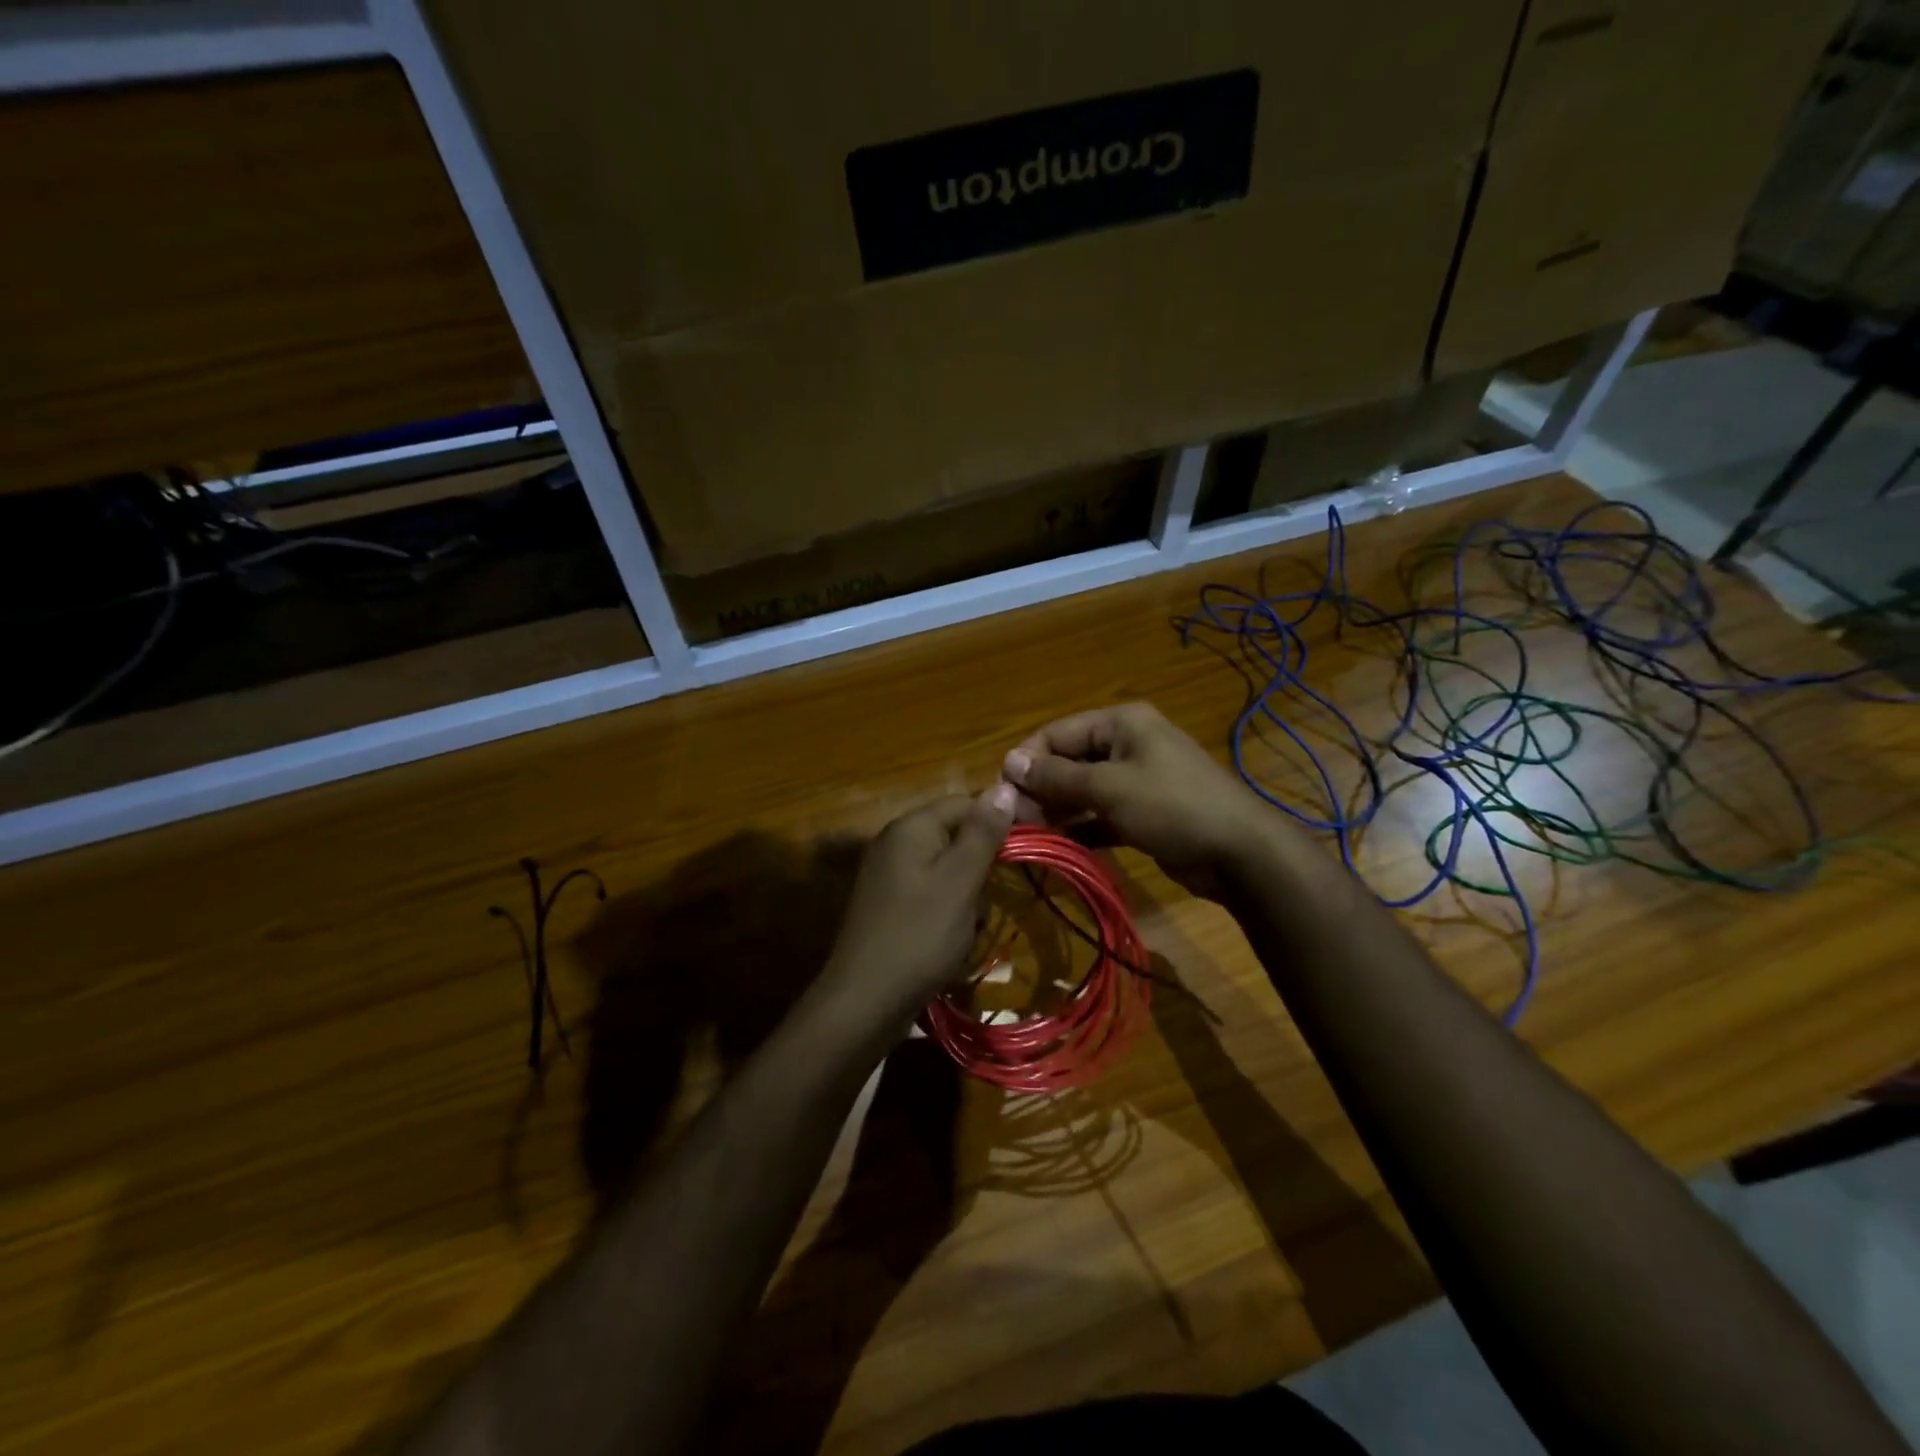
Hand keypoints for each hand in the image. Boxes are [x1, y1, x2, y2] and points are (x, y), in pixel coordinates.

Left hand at [817, 786, 1016, 1036]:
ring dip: (967, 897)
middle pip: (957, 838)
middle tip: (986, 902)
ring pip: (948, 871)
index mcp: (911, 827)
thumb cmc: (920, 935)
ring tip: (967, 930)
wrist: (864, 1002)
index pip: (966, 803)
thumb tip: (1004, 786)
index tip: (1033, 845)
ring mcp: (889, 876)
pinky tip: (949, 943)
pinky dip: (948, 915)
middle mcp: (895, 843)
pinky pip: (931, 896)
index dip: (1002, 819)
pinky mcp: (888, 906)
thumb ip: (983, 833)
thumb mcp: (960, 881)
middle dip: (981, 869)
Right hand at [1001, 703, 1287, 898]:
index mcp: (1121, 723)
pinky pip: (1101, 814)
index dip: (1027, 759)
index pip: (1057, 733)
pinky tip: (1059, 845)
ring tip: (1029, 834)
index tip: (1002, 792)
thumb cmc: (1171, 807)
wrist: (1239, 852)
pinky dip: (1082, 827)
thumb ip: (1057, 777)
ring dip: (1057, 810)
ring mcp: (1137, 779)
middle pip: (1069, 760)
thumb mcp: (1109, 788)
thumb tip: (1009, 762)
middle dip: (1041, 788)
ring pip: (1083, 790)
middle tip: (1014, 820)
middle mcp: (1127, 744)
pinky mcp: (1143, 812)